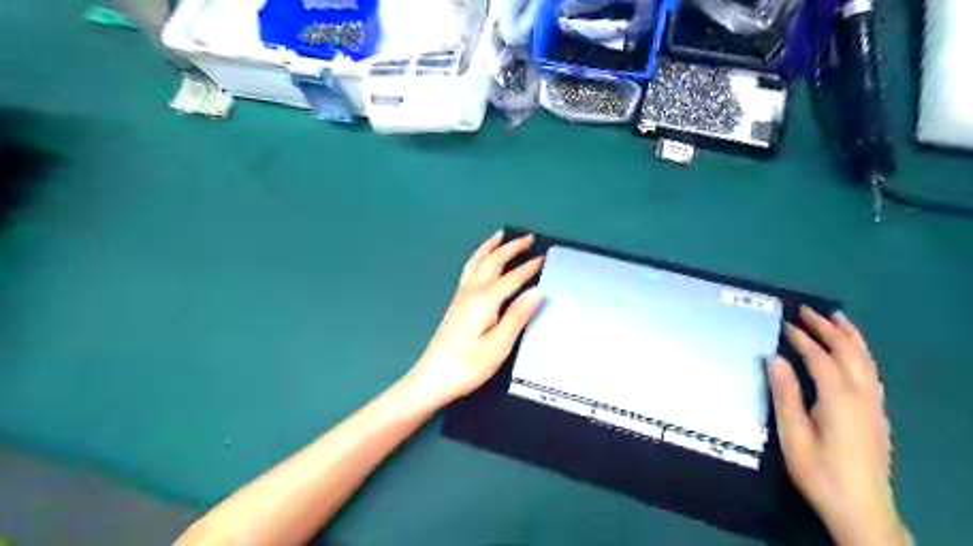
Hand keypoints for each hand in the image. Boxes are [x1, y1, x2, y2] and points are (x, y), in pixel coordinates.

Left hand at [401, 230, 544, 408]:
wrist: (431, 379)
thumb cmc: (467, 366)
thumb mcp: (499, 345)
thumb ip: (517, 316)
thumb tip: (537, 291)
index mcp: (484, 300)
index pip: (511, 278)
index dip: (528, 267)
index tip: (543, 257)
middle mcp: (471, 292)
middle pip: (492, 262)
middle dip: (510, 247)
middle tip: (528, 237)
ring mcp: (460, 297)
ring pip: (476, 262)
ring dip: (490, 247)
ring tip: (500, 235)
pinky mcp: (455, 305)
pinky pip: (469, 270)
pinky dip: (479, 258)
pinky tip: (480, 262)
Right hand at [768, 307, 912, 545]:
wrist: (861, 509)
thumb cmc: (819, 471)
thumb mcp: (793, 434)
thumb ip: (785, 394)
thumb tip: (774, 359)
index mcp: (839, 399)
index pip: (821, 358)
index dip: (802, 338)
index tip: (784, 323)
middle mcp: (862, 396)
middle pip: (849, 352)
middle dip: (829, 328)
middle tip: (807, 310)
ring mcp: (874, 406)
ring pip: (866, 361)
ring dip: (850, 336)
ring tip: (836, 318)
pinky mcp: (877, 415)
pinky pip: (871, 373)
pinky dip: (860, 354)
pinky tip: (851, 354)